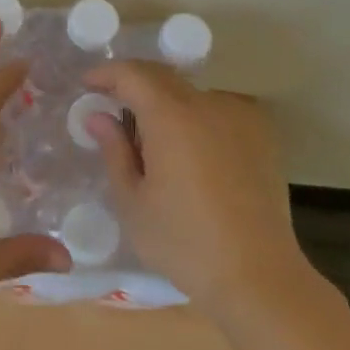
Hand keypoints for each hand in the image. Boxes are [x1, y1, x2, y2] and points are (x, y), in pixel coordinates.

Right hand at [82, 61, 306, 311]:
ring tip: (153, 136)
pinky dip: (197, 117)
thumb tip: (98, 117)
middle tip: (112, 105)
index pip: (133, 74)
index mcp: (172, 116)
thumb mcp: (133, 203)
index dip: (106, 74)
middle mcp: (208, 104)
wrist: (258, 275)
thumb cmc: (184, 243)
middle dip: (134, 84)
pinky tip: (191, 150)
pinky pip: (219, 110)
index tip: (87, 85)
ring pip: (192, 93)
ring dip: (167, 103)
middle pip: (163, 77)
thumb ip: (114, 151)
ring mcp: (241, 116)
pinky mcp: (262, 135)